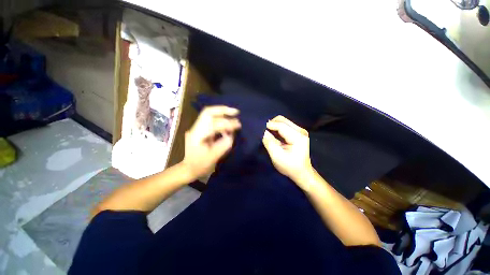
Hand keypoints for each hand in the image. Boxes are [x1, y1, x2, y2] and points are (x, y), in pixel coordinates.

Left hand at [181, 106, 240, 178]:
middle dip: (223, 110)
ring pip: (209, 114)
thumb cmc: (200, 165)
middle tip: (236, 112)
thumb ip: (223, 145)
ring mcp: (196, 128)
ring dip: (222, 113)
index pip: (213, 124)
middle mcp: (195, 129)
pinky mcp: (200, 130)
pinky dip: (220, 119)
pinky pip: (210, 120)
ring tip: (233, 115)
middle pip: (208, 112)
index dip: (227, 124)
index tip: (238, 126)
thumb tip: (231, 134)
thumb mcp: (213, 158)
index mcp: (197, 136)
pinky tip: (227, 122)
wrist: (188, 169)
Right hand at [262, 116, 313, 181]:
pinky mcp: (297, 133)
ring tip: (266, 132)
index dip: (269, 125)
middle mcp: (300, 131)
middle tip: (262, 131)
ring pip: (283, 122)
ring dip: (273, 126)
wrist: (302, 173)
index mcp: (298, 137)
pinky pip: (284, 126)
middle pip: (282, 120)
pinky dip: (277, 128)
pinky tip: (272, 134)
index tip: (258, 127)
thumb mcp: (277, 156)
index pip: (281, 126)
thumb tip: (262, 131)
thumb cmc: (290, 167)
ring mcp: (300, 131)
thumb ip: (269, 142)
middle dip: (271, 124)